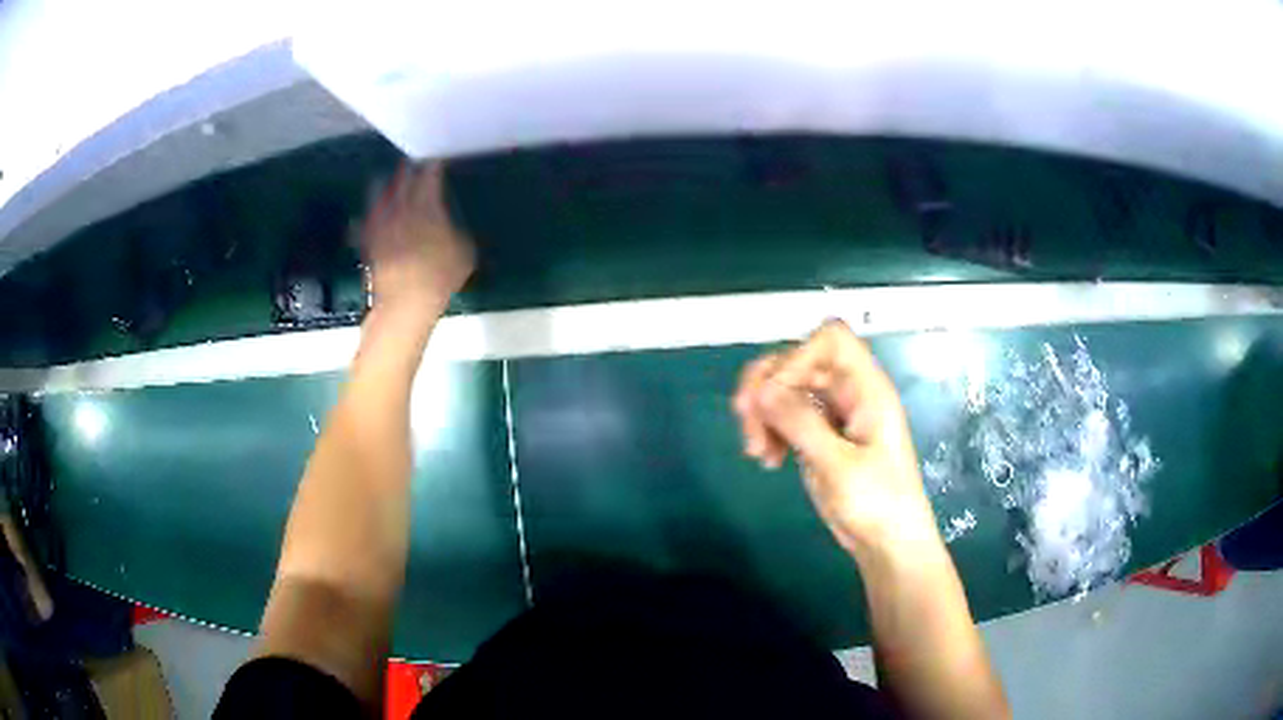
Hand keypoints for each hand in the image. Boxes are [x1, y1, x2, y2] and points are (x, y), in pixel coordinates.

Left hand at [362, 162, 474, 312]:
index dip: (433, 168)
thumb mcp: (464, 252)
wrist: (405, 302)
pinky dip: (362, 222)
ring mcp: (382, 226)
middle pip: (402, 183)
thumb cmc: (440, 276)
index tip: (436, 161)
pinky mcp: (368, 244)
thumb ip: (457, 233)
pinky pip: (362, 227)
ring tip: (383, 181)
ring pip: (379, 199)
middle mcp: (402, 209)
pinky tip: (358, 220)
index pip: (430, 178)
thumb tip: (452, 227)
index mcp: (428, 207)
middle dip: (407, 172)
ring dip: (383, 188)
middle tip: (410, 164)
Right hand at [733, 320, 940, 557]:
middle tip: (746, 420)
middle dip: (767, 387)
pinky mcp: (819, 436)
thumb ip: (801, 423)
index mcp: (867, 389)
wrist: (887, 544)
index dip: (798, 355)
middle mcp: (849, 393)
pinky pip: (785, 416)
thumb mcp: (839, 465)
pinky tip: (767, 459)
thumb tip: (761, 390)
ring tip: (757, 451)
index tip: (776, 393)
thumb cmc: (878, 504)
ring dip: (763, 412)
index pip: (831, 340)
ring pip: (786, 389)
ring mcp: (833, 414)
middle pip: (798, 361)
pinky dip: (769, 430)